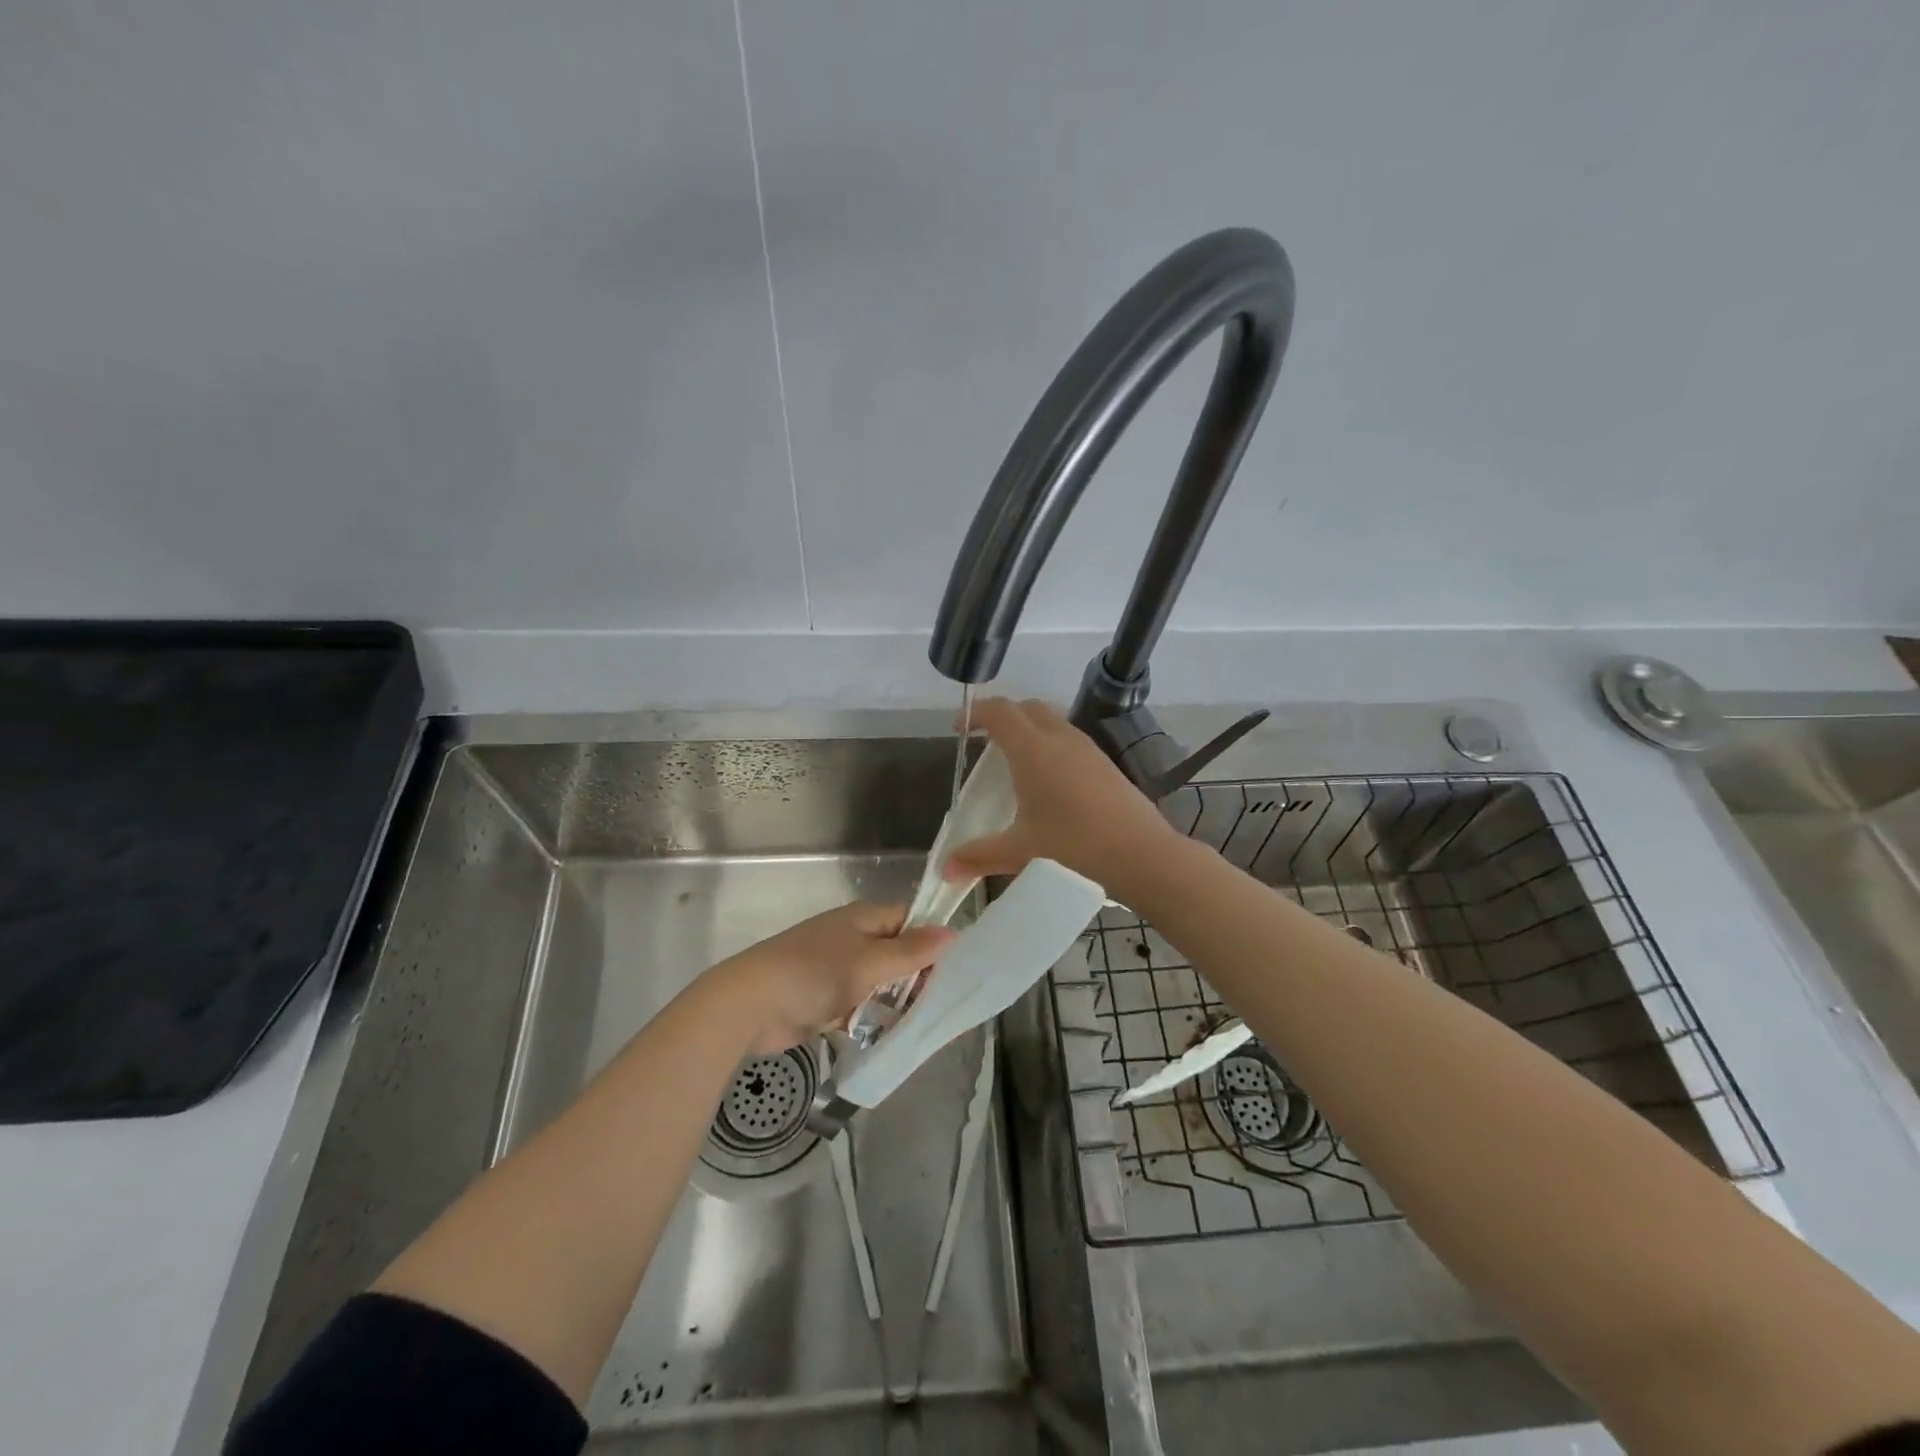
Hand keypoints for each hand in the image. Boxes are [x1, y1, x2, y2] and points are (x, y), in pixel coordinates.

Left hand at [710, 902, 954, 1054]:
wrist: (751, 1005)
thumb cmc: (814, 974)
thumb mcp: (869, 962)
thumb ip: (911, 951)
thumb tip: (952, 932)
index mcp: (863, 918)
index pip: (909, 920)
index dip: (931, 940)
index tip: (955, 968)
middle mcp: (852, 938)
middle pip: (896, 953)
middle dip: (917, 977)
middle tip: (941, 1003)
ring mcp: (836, 969)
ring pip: (879, 983)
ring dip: (895, 1002)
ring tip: (922, 1024)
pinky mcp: (824, 1000)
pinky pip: (859, 1005)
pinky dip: (871, 1018)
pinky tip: (890, 1036)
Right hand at [942, 697, 1183, 902]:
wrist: (1140, 854)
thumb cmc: (1073, 846)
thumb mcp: (1019, 851)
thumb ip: (978, 856)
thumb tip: (945, 870)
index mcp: (1032, 749)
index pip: (999, 711)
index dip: (975, 713)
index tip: (959, 729)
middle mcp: (1059, 737)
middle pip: (1025, 708)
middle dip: (1002, 716)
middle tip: (985, 741)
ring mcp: (1086, 747)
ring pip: (1051, 720)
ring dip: (1029, 728)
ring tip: (1015, 760)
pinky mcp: (1104, 761)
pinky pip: (1068, 737)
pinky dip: (1050, 743)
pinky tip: (1049, 779)